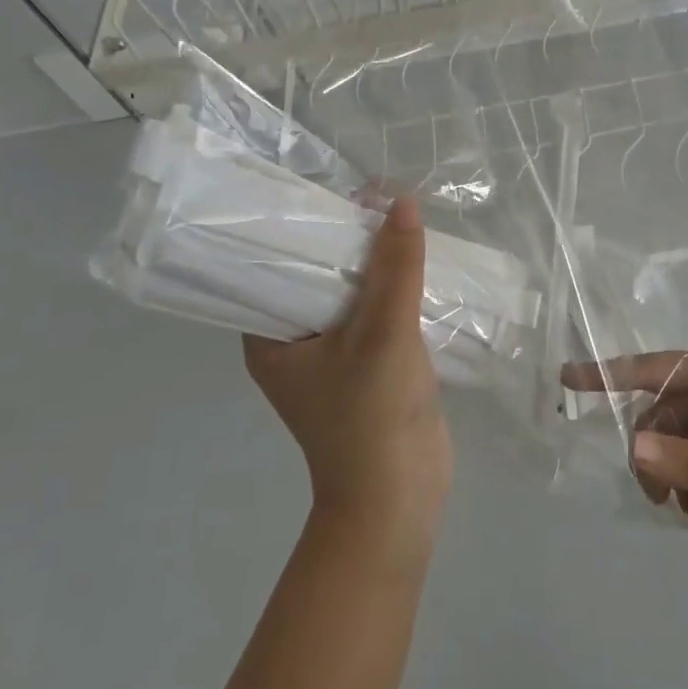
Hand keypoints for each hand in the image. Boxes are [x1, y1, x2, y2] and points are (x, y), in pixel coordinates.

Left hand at [243, 197, 451, 530]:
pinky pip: (376, 315)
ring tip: (399, 218)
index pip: (274, 265)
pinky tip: (417, 263)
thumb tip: (403, 202)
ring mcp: (332, 357)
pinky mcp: (367, 367)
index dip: (302, 227)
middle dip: (347, 240)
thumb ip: (395, 268)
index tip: (333, 190)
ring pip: (351, 295)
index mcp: (270, 337)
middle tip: (377, 196)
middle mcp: (294, 343)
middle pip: (317, 276)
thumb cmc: (372, 417)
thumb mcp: (383, 333)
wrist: (401, 498)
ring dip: (375, 265)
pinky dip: (394, 291)